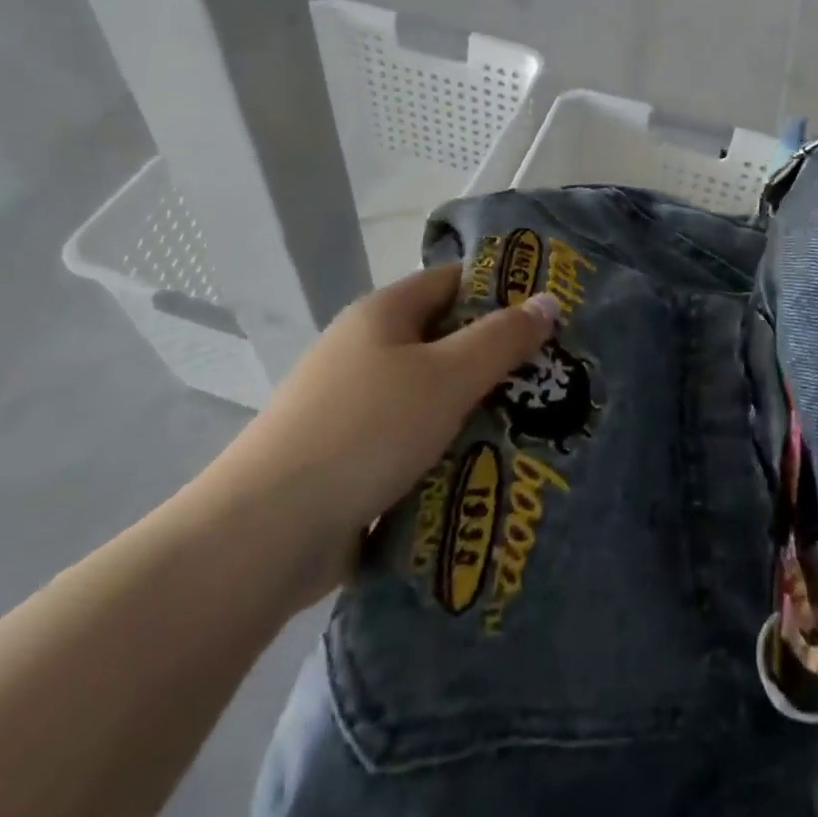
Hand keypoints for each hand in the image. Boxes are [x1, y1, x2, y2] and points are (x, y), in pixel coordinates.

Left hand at [183, 265, 557, 612]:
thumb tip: (548, 301)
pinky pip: (412, 440)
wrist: (265, 534)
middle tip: (552, 377)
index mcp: (383, 314)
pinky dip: (445, 448)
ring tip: (533, 424)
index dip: (501, 291)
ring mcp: (353, 406)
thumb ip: (502, 339)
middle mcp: (365, 350)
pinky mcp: (350, 457)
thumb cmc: (366, 431)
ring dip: (473, 409)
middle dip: (495, 359)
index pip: (452, 282)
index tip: (548, 316)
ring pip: (431, 395)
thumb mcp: (447, 377)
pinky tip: (485, 467)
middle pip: (444, 340)